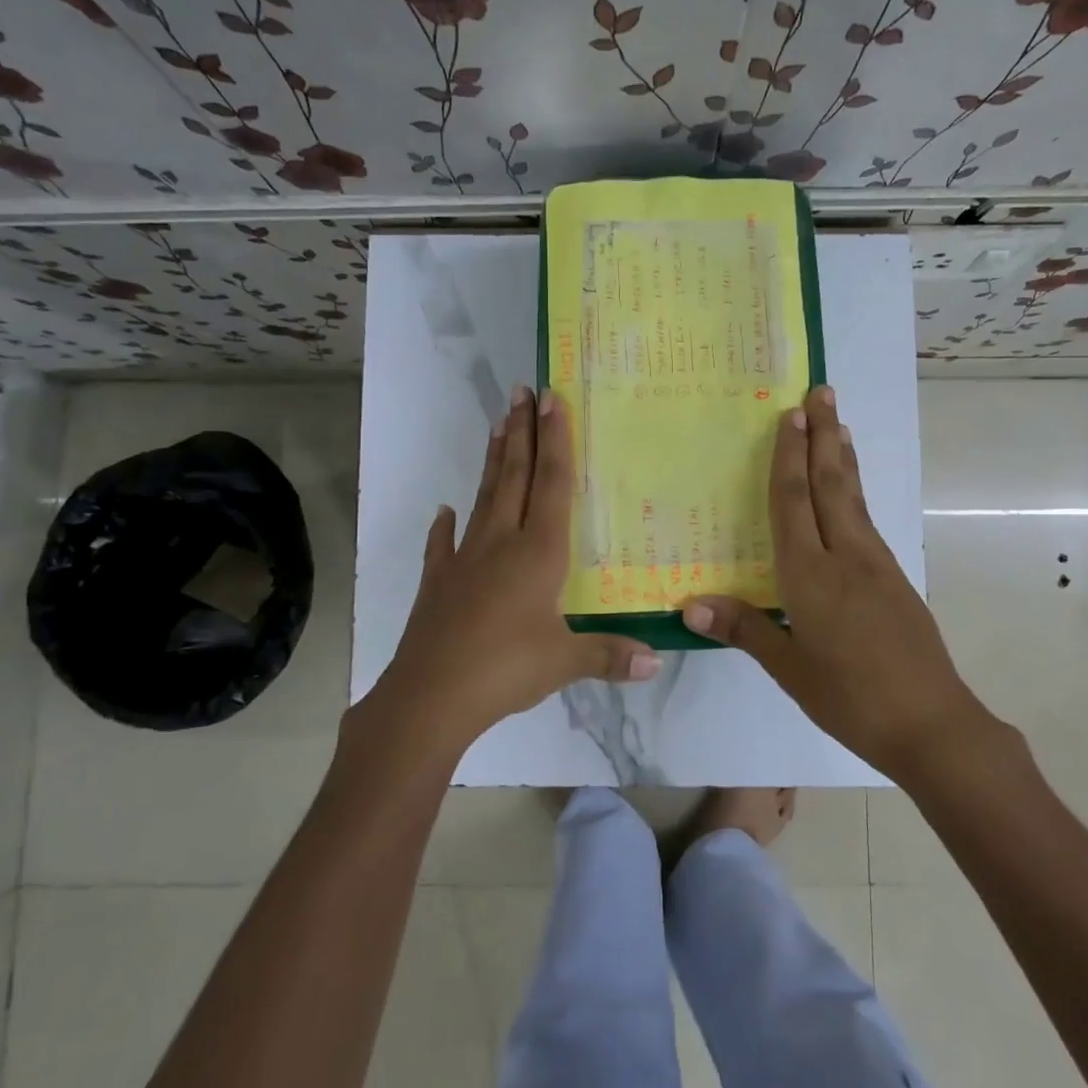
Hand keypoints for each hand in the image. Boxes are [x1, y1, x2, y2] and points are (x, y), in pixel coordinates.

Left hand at [367, 386, 659, 753]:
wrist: (429, 697)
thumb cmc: (505, 670)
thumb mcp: (564, 663)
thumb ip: (610, 655)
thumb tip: (658, 660)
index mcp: (537, 553)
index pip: (550, 484)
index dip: (554, 440)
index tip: (551, 399)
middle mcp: (501, 543)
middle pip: (515, 477)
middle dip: (522, 432)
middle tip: (521, 391)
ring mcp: (465, 560)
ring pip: (484, 499)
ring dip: (494, 461)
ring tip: (497, 425)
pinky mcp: (439, 582)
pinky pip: (444, 545)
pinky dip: (446, 526)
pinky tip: (445, 511)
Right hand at [682, 386, 997, 782]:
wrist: (932, 725)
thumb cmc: (850, 697)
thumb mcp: (789, 669)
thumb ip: (744, 628)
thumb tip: (689, 605)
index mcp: (811, 576)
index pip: (794, 503)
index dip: (789, 458)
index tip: (790, 415)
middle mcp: (846, 557)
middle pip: (832, 484)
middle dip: (823, 435)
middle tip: (822, 391)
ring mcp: (877, 565)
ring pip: (854, 498)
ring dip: (843, 457)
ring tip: (838, 424)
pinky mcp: (895, 579)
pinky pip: (867, 520)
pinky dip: (855, 491)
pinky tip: (851, 492)